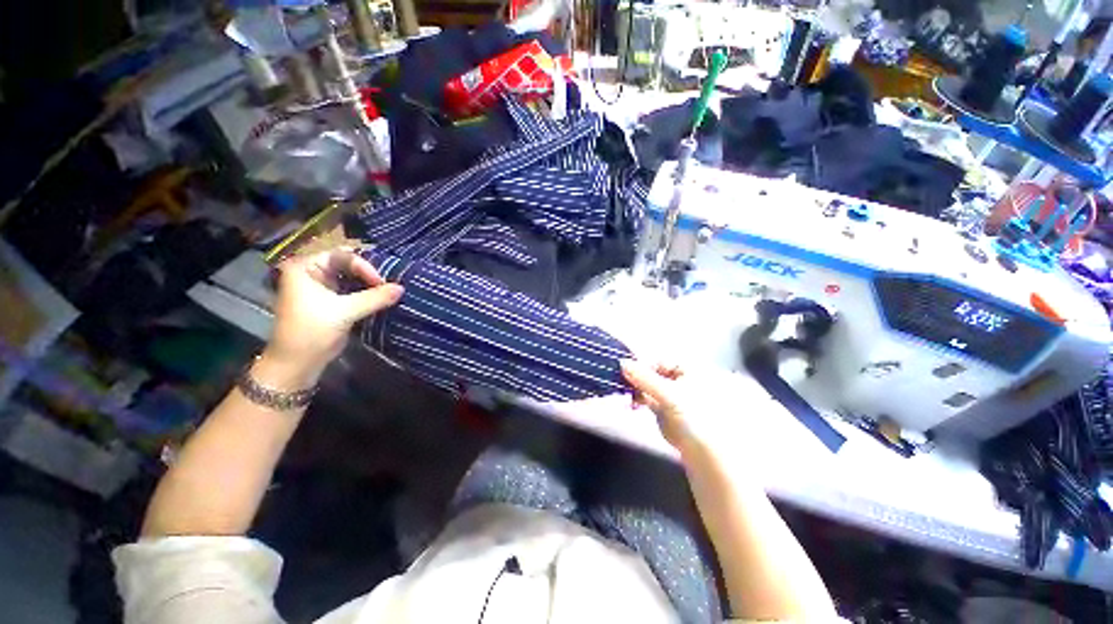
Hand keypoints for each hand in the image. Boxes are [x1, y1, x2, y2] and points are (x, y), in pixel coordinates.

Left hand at [265, 249, 402, 382]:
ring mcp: (322, 287)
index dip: (364, 267)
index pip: (342, 256)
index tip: (381, 283)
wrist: (297, 363)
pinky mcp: (331, 301)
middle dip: (370, 273)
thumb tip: (402, 288)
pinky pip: (353, 290)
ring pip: (352, 278)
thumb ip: (374, 298)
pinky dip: (367, 293)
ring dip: (371, 284)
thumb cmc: (311, 331)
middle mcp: (312, 273)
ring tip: (391, 289)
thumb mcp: (344, 312)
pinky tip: (383, 297)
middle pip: (348, 264)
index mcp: (306, 267)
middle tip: (391, 282)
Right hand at [621, 360, 709, 451]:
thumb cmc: (695, 418)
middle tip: (623, 384)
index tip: (626, 371)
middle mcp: (681, 379)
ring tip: (627, 397)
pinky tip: (631, 405)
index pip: (660, 360)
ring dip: (636, 389)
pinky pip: (648, 398)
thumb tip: (622, 363)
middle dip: (637, 378)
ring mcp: (672, 395)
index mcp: (689, 369)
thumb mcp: (669, 394)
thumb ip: (645, 378)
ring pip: (649, 385)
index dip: (643, 365)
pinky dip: (639, 399)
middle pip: (653, 372)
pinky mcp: (665, 410)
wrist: (706, 454)